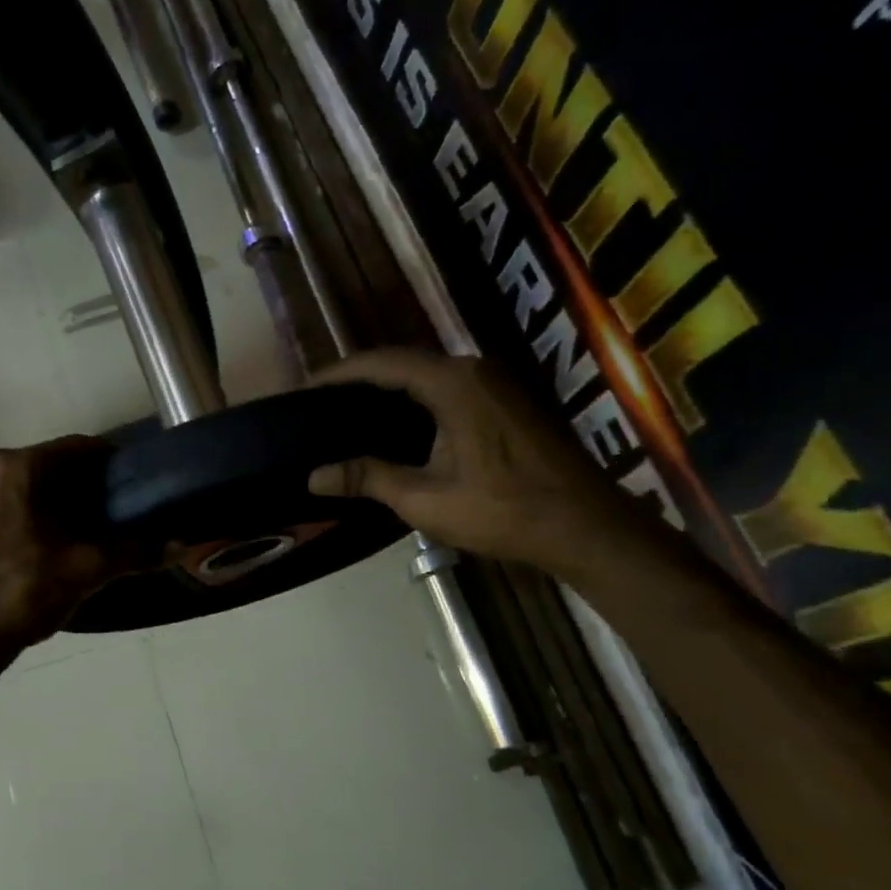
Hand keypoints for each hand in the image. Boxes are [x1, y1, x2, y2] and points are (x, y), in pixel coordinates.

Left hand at [0, 437, 127, 665]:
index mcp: (16, 467)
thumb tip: (182, 545)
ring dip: (61, 502)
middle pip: (53, 467)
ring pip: (30, 487)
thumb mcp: (84, 570)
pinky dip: (35, 515)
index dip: (112, 463)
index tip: (137, 482)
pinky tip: (54, 544)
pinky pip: (9, 505)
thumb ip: (135, 552)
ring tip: (93, 530)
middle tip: (121, 511)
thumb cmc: (22, 593)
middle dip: (88, 486)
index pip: (78, 448)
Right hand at [307, 349, 640, 575]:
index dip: (340, 373)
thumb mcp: (424, 498)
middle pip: (405, 363)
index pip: (382, 363)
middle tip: (322, 404)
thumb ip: (367, 478)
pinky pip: (449, 390)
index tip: (305, 388)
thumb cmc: (502, 509)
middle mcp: (475, 371)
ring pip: (428, 376)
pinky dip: (415, 401)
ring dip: (389, 391)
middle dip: (360, 380)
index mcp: (452, 383)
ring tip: (349, 415)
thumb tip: (313, 475)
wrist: (585, 526)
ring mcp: (497, 385)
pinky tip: (396, 429)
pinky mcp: (508, 404)